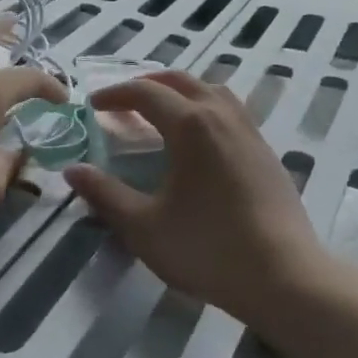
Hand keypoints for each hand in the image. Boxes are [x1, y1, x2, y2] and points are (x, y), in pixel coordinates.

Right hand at [62, 70, 326, 325]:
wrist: (284, 276)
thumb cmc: (207, 249)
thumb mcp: (143, 227)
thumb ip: (105, 194)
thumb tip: (73, 170)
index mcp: (190, 125)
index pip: (145, 93)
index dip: (115, 95)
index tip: (93, 105)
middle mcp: (221, 115)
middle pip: (180, 81)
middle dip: (147, 84)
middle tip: (123, 101)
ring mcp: (249, 130)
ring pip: (211, 90)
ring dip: (180, 91)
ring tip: (162, 111)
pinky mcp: (266, 150)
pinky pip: (230, 110)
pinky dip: (205, 107)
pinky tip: (200, 139)